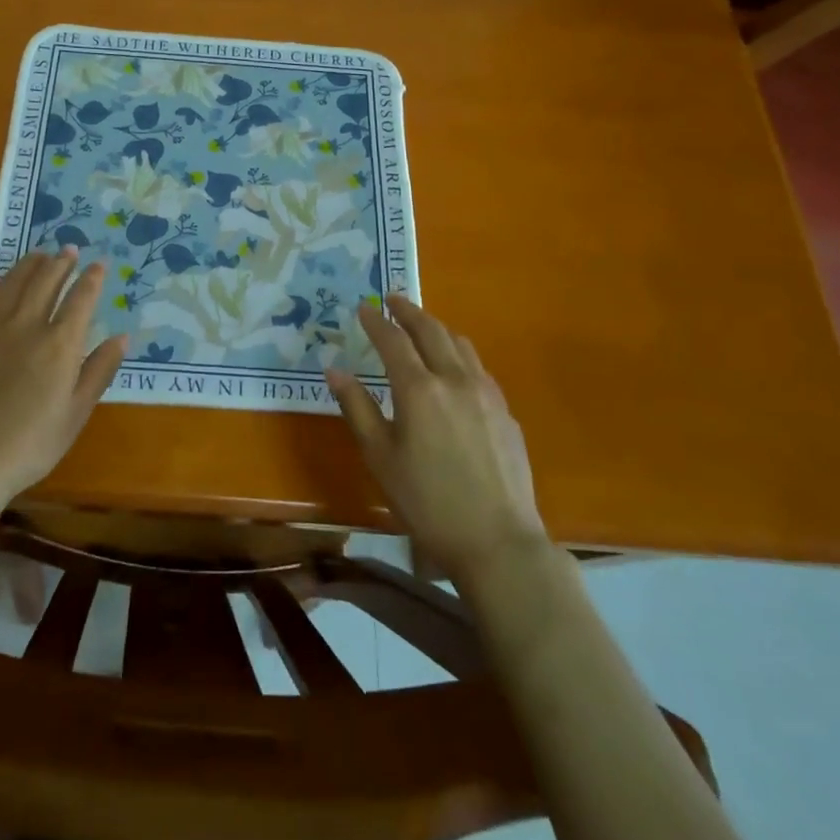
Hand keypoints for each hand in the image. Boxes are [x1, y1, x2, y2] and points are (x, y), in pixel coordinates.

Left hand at [0, 249, 125, 524]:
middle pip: (46, 281)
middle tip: (69, 249)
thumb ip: (99, 370)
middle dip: (61, 263)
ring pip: (14, 283)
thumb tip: (122, 337)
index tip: (100, 263)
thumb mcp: (76, 413)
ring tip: (40, 254)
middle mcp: (28, 324)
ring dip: (29, 265)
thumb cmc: (31, 443)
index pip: (81, 298)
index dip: (92, 278)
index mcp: (61, 343)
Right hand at [327, 295, 547, 580]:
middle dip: (409, 311)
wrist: (498, 541)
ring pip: (460, 344)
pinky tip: (454, 366)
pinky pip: (477, 367)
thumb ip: (357, 408)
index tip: (363, 307)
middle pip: (431, 331)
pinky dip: (458, 353)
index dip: (376, 321)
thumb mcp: (380, 457)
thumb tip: (334, 370)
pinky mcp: (505, 411)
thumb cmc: (426, 502)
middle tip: (393, 299)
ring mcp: (486, 393)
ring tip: (422, 325)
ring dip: (437, 328)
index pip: (393, 341)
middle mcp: (454, 379)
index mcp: (419, 389)